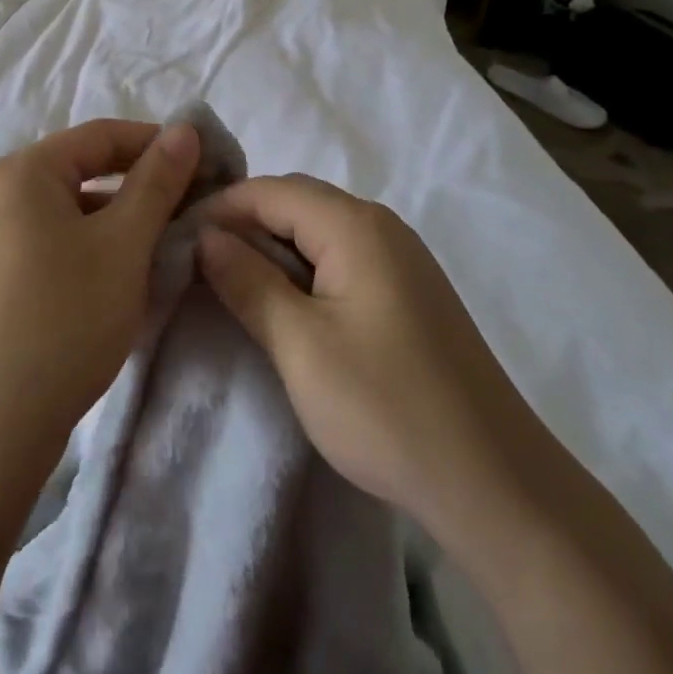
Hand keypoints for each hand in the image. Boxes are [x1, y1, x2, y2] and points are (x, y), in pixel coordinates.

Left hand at [0, 119, 200, 472]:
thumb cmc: (63, 318)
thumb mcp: (124, 245)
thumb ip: (157, 181)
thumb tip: (184, 129)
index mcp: (21, 171)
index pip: (100, 135)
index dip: (155, 143)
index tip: (203, 163)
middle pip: (79, 171)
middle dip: (136, 187)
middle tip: (186, 210)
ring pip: (63, 213)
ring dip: (112, 222)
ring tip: (157, 249)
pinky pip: (43, 244)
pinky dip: (82, 250)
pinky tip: (112, 282)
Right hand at [194, 175, 531, 529]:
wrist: (495, 483)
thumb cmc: (387, 408)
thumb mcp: (301, 346)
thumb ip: (248, 282)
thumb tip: (206, 236)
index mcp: (355, 225)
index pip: (271, 190)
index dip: (221, 207)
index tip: (177, 237)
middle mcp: (381, 225)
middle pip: (297, 201)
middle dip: (245, 222)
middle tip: (198, 260)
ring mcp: (400, 257)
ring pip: (319, 229)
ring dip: (274, 246)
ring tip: (232, 281)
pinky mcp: (408, 290)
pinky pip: (342, 256)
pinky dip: (304, 267)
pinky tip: (285, 302)